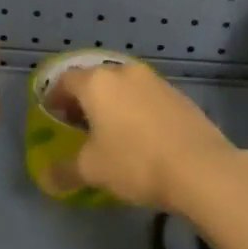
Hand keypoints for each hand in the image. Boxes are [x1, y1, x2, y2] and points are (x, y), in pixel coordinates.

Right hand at [40, 61, 247, 213]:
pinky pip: (146, 96)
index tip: (52, 116)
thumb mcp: (92, 170)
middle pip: (95, 79)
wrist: (200, 167)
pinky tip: (141, 135)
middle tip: (78, 125)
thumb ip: (64, 170)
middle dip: (83, 99)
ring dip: (112, 103)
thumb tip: (47, 177)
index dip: (54, 97)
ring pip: (123, 86)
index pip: (66, 80)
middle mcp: (124, 72)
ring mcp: (155, 80)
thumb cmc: (135, 162)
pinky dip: (135, 109)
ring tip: (111, 131)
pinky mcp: (178, 94)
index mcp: (97, 83)